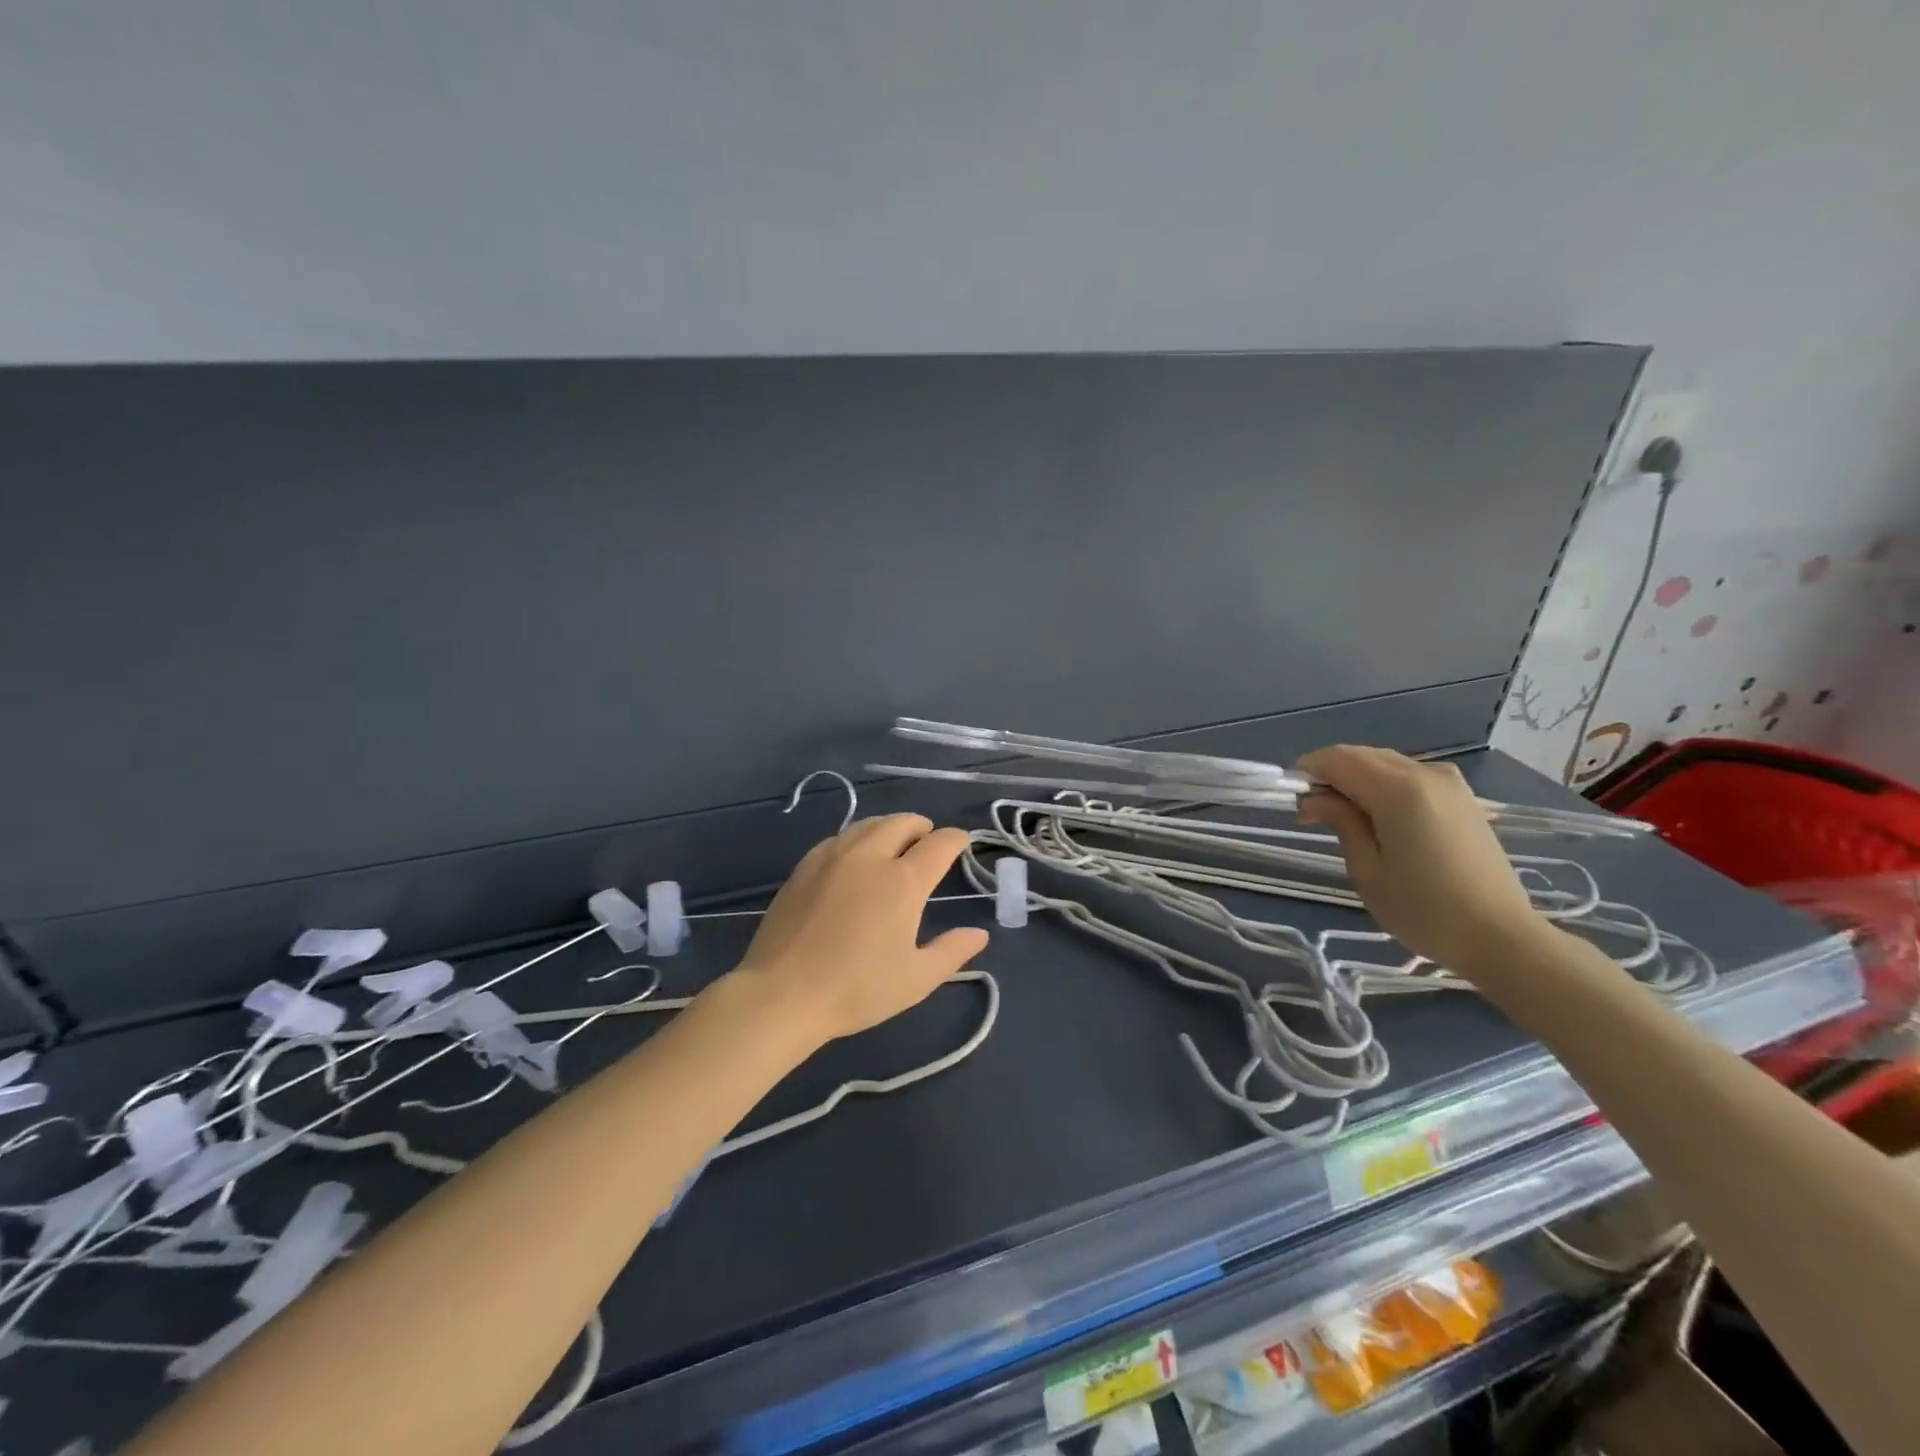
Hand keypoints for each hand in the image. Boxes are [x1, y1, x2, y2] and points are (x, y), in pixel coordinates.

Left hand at [735, 814, 989, 1043]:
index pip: (939, 844)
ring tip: (894, 844)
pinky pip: (840, 838)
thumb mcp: (917, 979)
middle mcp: (870, 856)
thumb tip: (979, 933)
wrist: (783, 994)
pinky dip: (858, 838)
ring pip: (869, 824)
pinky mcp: (805, 866)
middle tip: (928, 841)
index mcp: (903, 881)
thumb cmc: (857, 989)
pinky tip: (854, 858)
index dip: (956, 839)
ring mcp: (833, 857)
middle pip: (903, 822)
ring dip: (890, 828)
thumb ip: (952, 951)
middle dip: (922, 827)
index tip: (961, 844)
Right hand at [1295, 746, 1547, 975]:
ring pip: (1386, 763)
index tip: (1297, 805)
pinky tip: (1381, 819)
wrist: (1502, 937)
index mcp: (1398, 790)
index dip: (1309, 773)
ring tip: (1346, 819)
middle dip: (1331, 776)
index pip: (1338, 759)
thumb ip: (1340, 822)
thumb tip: (1314, 799)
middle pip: (1362, 756)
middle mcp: (1425, 774)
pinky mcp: (1463, 798)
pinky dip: (1384, 786)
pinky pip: (1410, 776)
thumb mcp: (1367, 870)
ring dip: (1357, 780)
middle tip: (1315, 815)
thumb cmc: (1424, 910)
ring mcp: (1450, 783)